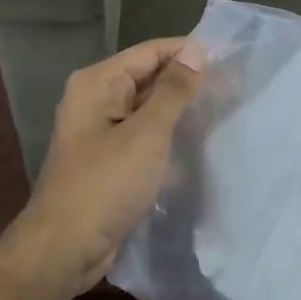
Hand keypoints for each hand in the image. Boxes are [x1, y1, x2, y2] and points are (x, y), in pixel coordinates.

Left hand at [1, 37, 205, 299]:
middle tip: (236, 86)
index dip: (189, 52)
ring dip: (180, 111)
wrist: (64, 248)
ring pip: (148, 110)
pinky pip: (143, 137)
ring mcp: (100, 132)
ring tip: (226, 110)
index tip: (231, 57)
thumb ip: (173, 91)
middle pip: (148, 78)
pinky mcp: (108, 161)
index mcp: (97, 83)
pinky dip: (167, 137)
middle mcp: (95, 100)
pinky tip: (199, 144)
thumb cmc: (105, 184)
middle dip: (188, 82)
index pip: (150, 52)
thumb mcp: (146, 134)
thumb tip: (196, 50)